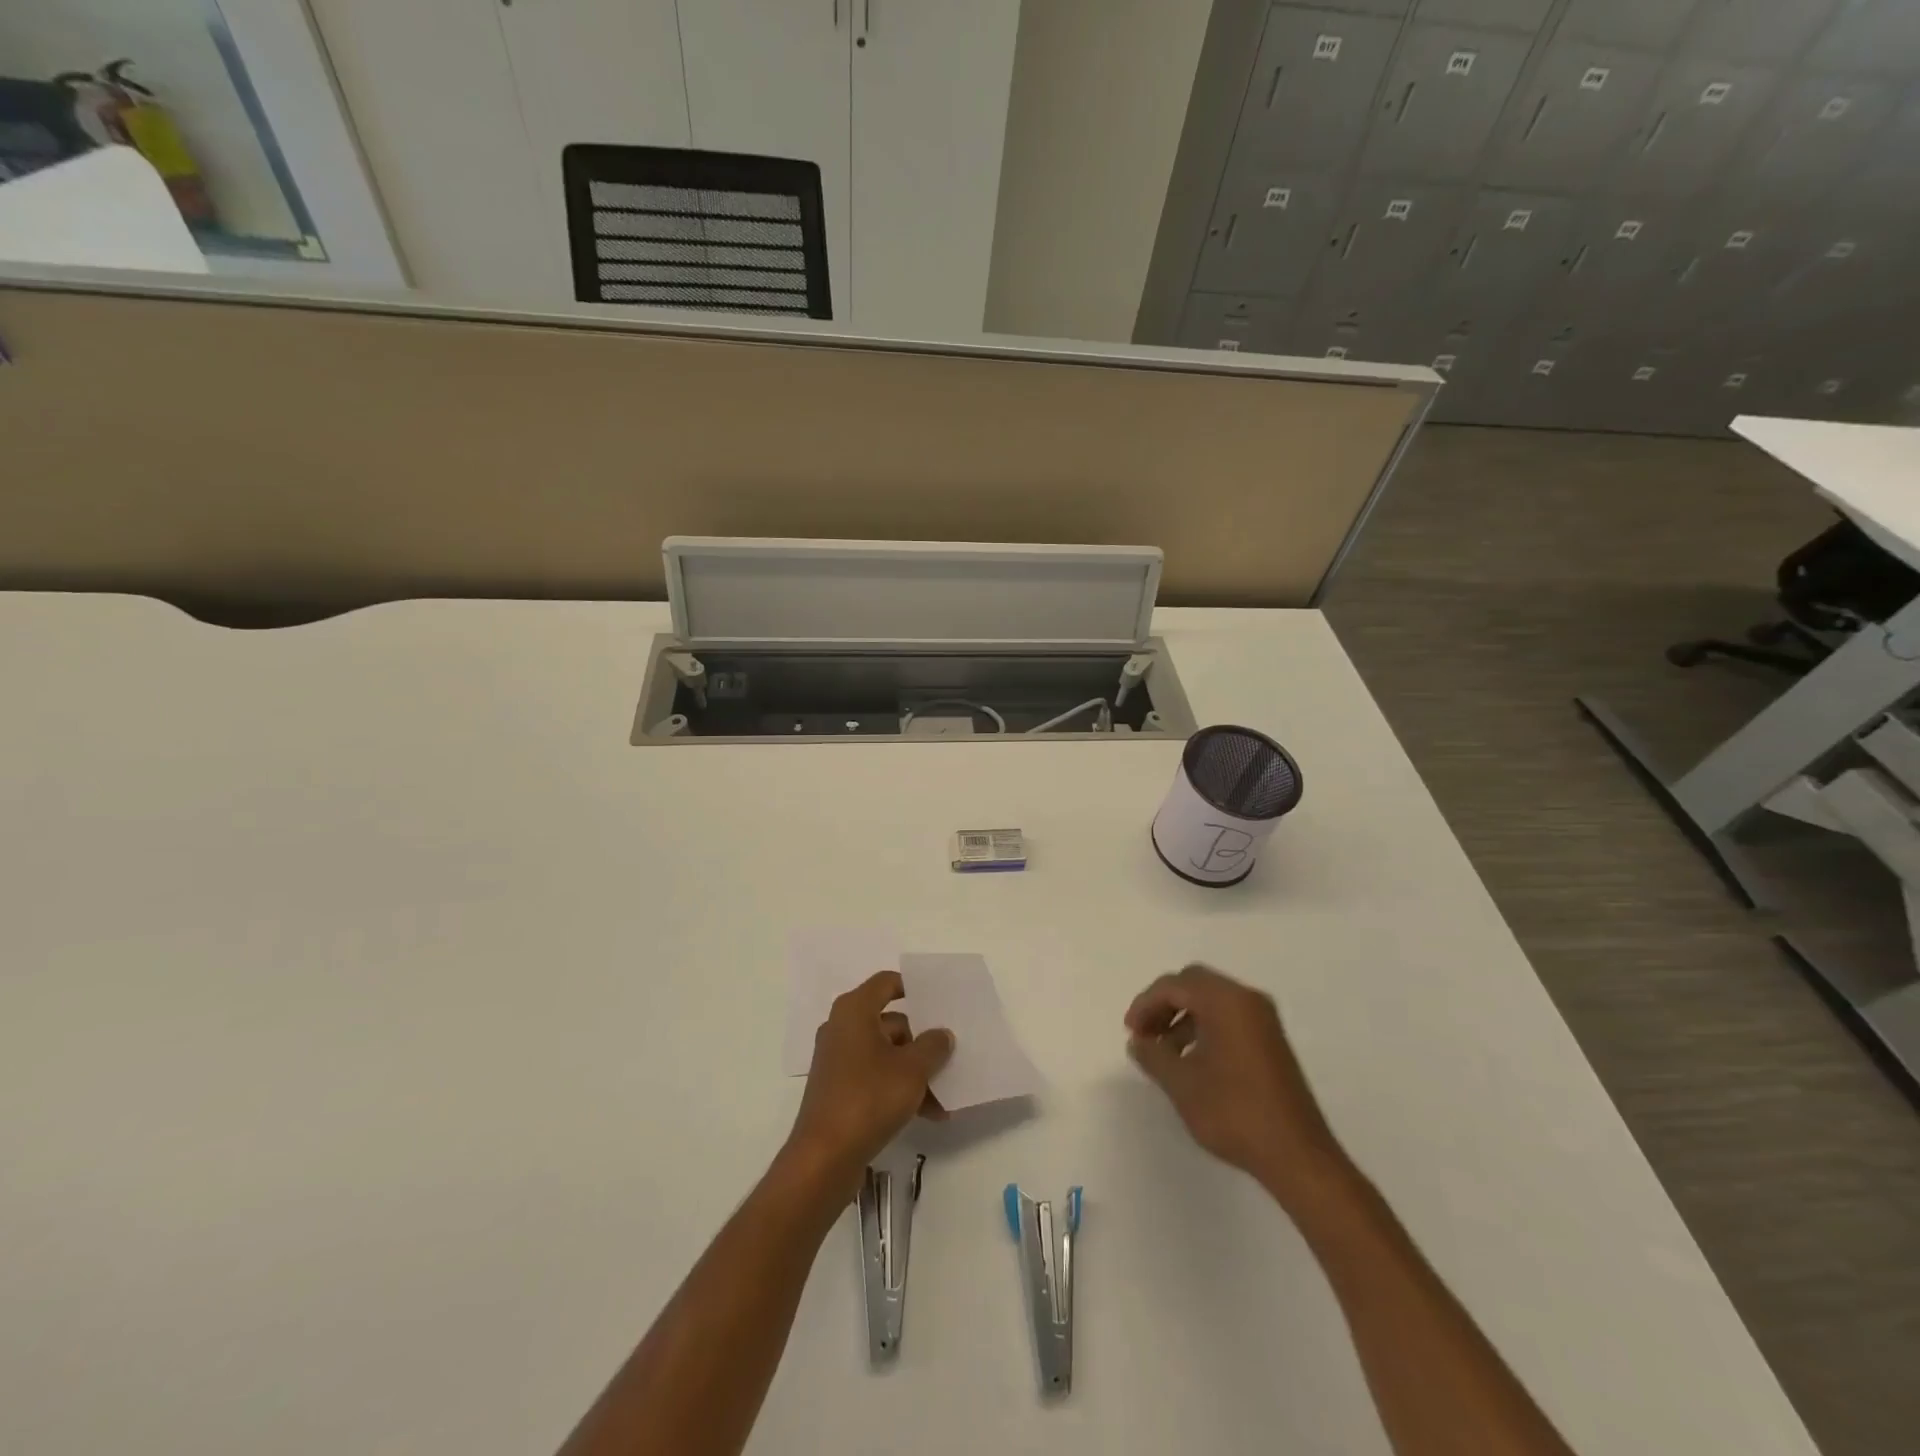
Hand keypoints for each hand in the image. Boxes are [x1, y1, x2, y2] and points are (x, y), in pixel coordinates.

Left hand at [785, 971, 953, 1197]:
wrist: (824, 1158)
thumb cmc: (869, 1098)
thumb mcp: (912, 1070)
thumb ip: (933, 1046)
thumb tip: (942, 1034)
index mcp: (855, 1011)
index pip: (887, 982)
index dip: (913, 988)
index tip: (939, 1002)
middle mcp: (843, 1028)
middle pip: (891, 1022)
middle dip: (921, 1042)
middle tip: (949, 1057)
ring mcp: (839, 1060)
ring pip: (886, 1054)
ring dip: (915, 1072)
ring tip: (943, 1097)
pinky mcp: (839, 1089)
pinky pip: (876, 1077)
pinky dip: (898, 1089)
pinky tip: (927, 1114)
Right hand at [1126, 964, 1346, 1207]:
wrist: (1297, 1155)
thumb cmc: (1234, 1112)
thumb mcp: (1182, 1084)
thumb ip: (1153, 1055)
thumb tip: (1138, 1042)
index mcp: (1225, 1001)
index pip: (1174, 985)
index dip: (1145, 1004)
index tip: (1130, 1032)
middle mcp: (1247, 1000)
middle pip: (1194, 984)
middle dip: (1164, 1005)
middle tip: (1145, 1034)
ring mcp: (1263, 1020)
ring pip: (1212, 1000)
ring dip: (1183, 1017)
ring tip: (1165, 1053)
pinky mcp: (1271, 1040)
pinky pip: (1229, 1017)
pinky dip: (1204, 1028)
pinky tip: (1193, 1061)